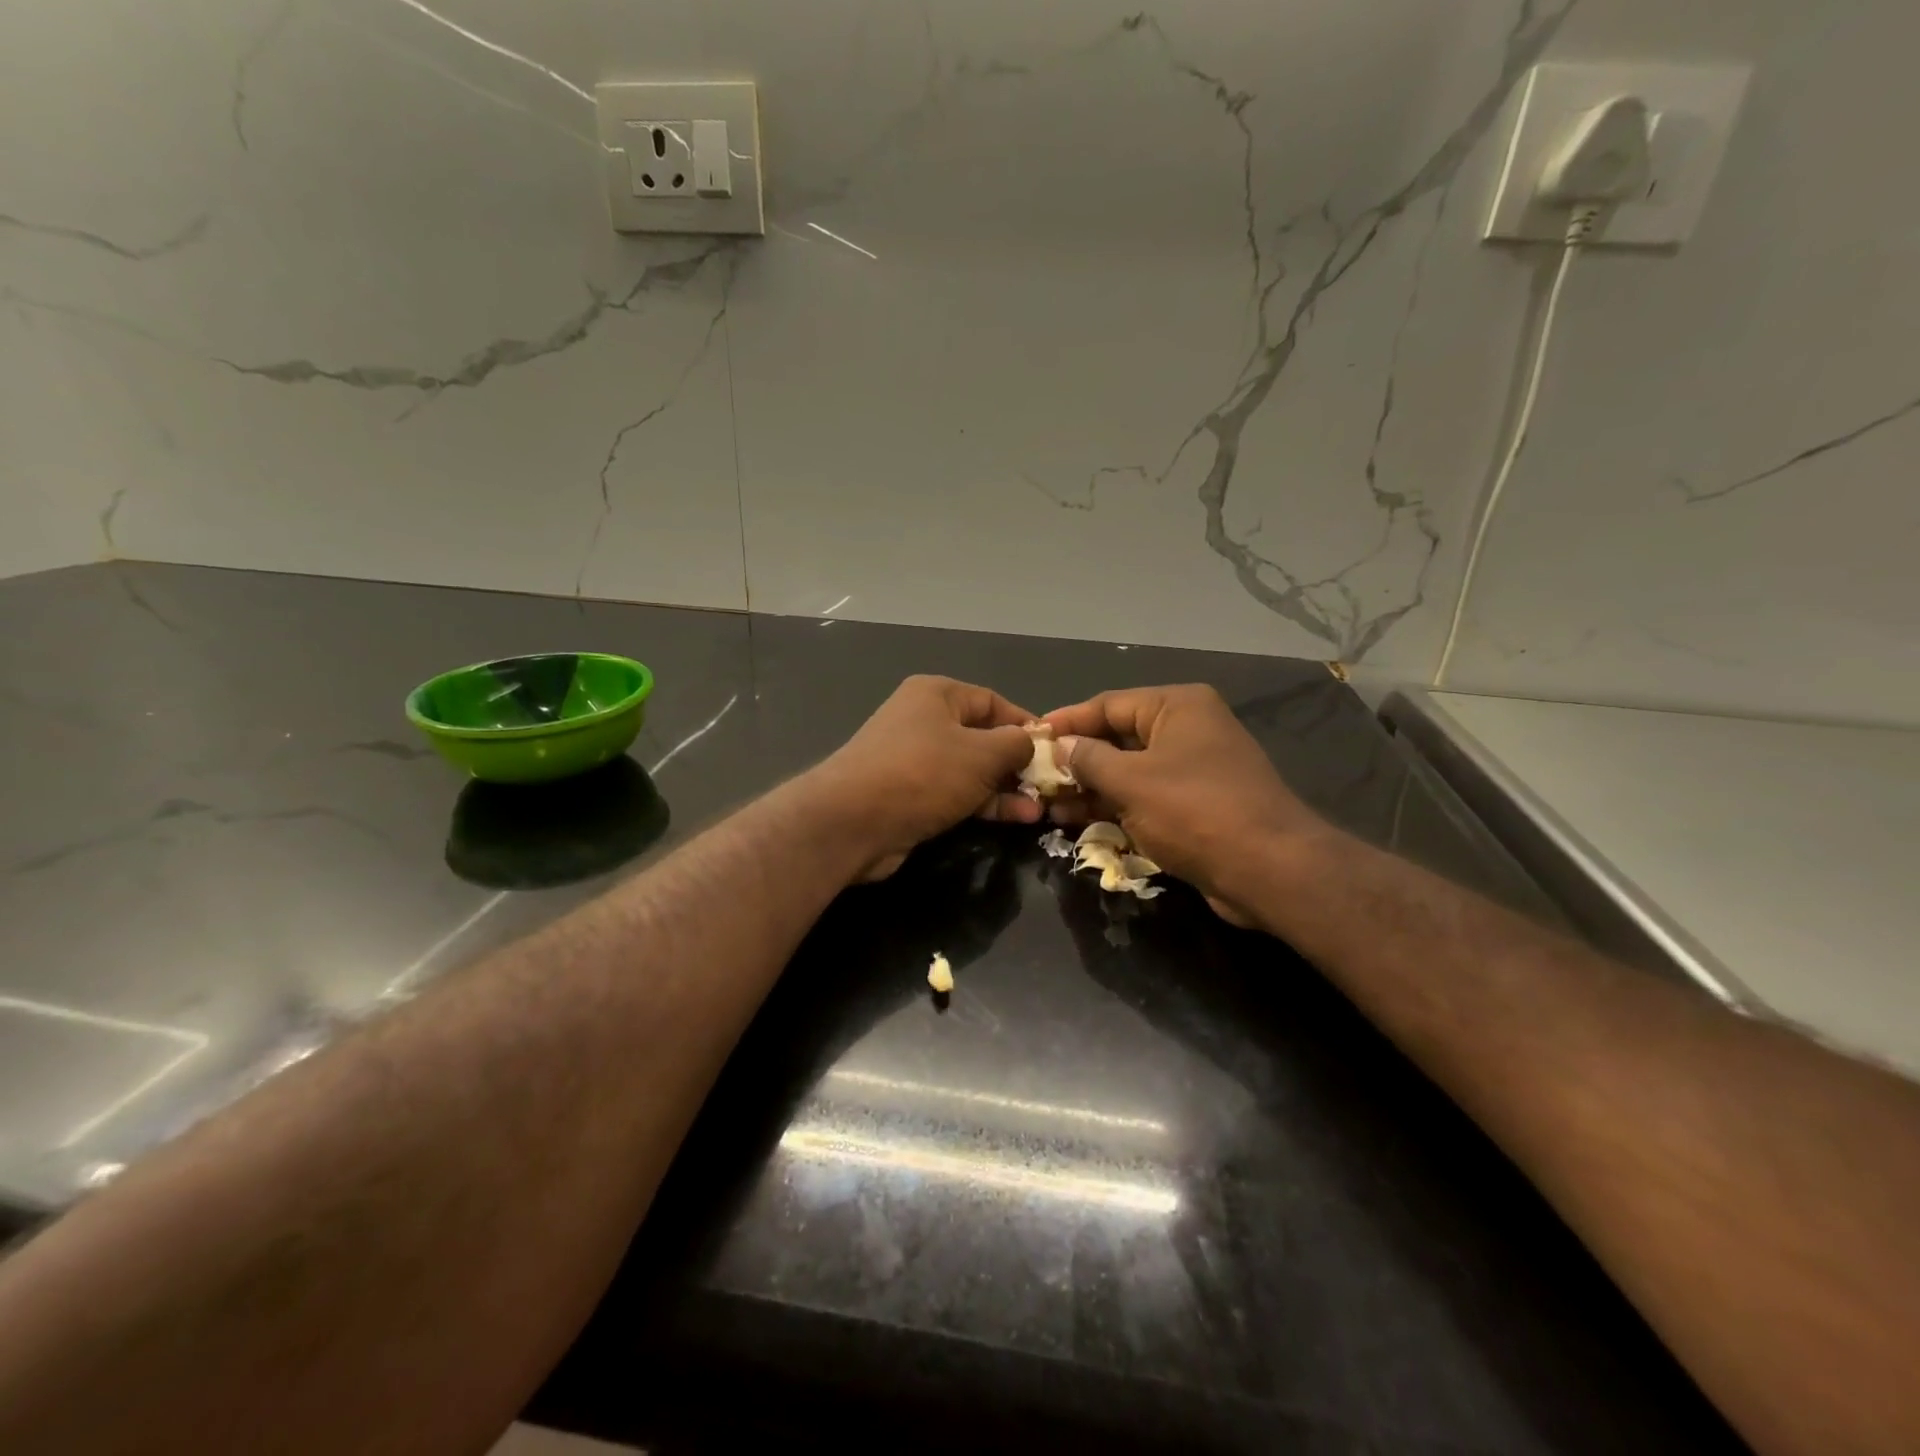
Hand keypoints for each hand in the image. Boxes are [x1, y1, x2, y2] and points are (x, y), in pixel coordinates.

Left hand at [810, 675, 1041, 880]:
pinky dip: (983, 804)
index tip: (1055, 750)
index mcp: (937, 694)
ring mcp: (914, 760)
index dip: (1026, 724)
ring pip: (971, 770)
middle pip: (983, 737)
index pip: (993, 702)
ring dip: (1005, 788)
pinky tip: (1015, 819)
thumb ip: (1015, 744)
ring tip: (1040, 809)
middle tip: (1049, 786)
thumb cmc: (923, 773)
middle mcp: (924, 721)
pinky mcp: (909, 795)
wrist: (852, 822)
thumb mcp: (981, 753)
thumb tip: (1030, 742)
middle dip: (1017, 762)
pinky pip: (955, 793)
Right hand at [1041, 684, 1332, 925]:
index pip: (1108, 704)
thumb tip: (1059, 746)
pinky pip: (1144, 796)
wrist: (1269, 869)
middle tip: (1035, 778)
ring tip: (1048, 805)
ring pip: (1128, 771)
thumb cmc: (1195, 811)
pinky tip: (1077, 821)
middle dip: (1075, 760)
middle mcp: (1186, 729)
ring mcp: (1192, 768)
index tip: (1030, 738)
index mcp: (1177, 707)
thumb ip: (1088, 759)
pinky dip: (1113, 806)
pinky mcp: (1194, 804)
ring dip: (1089, 787)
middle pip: (1117, 737)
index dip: (1067, 721)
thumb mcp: (1131, 781)